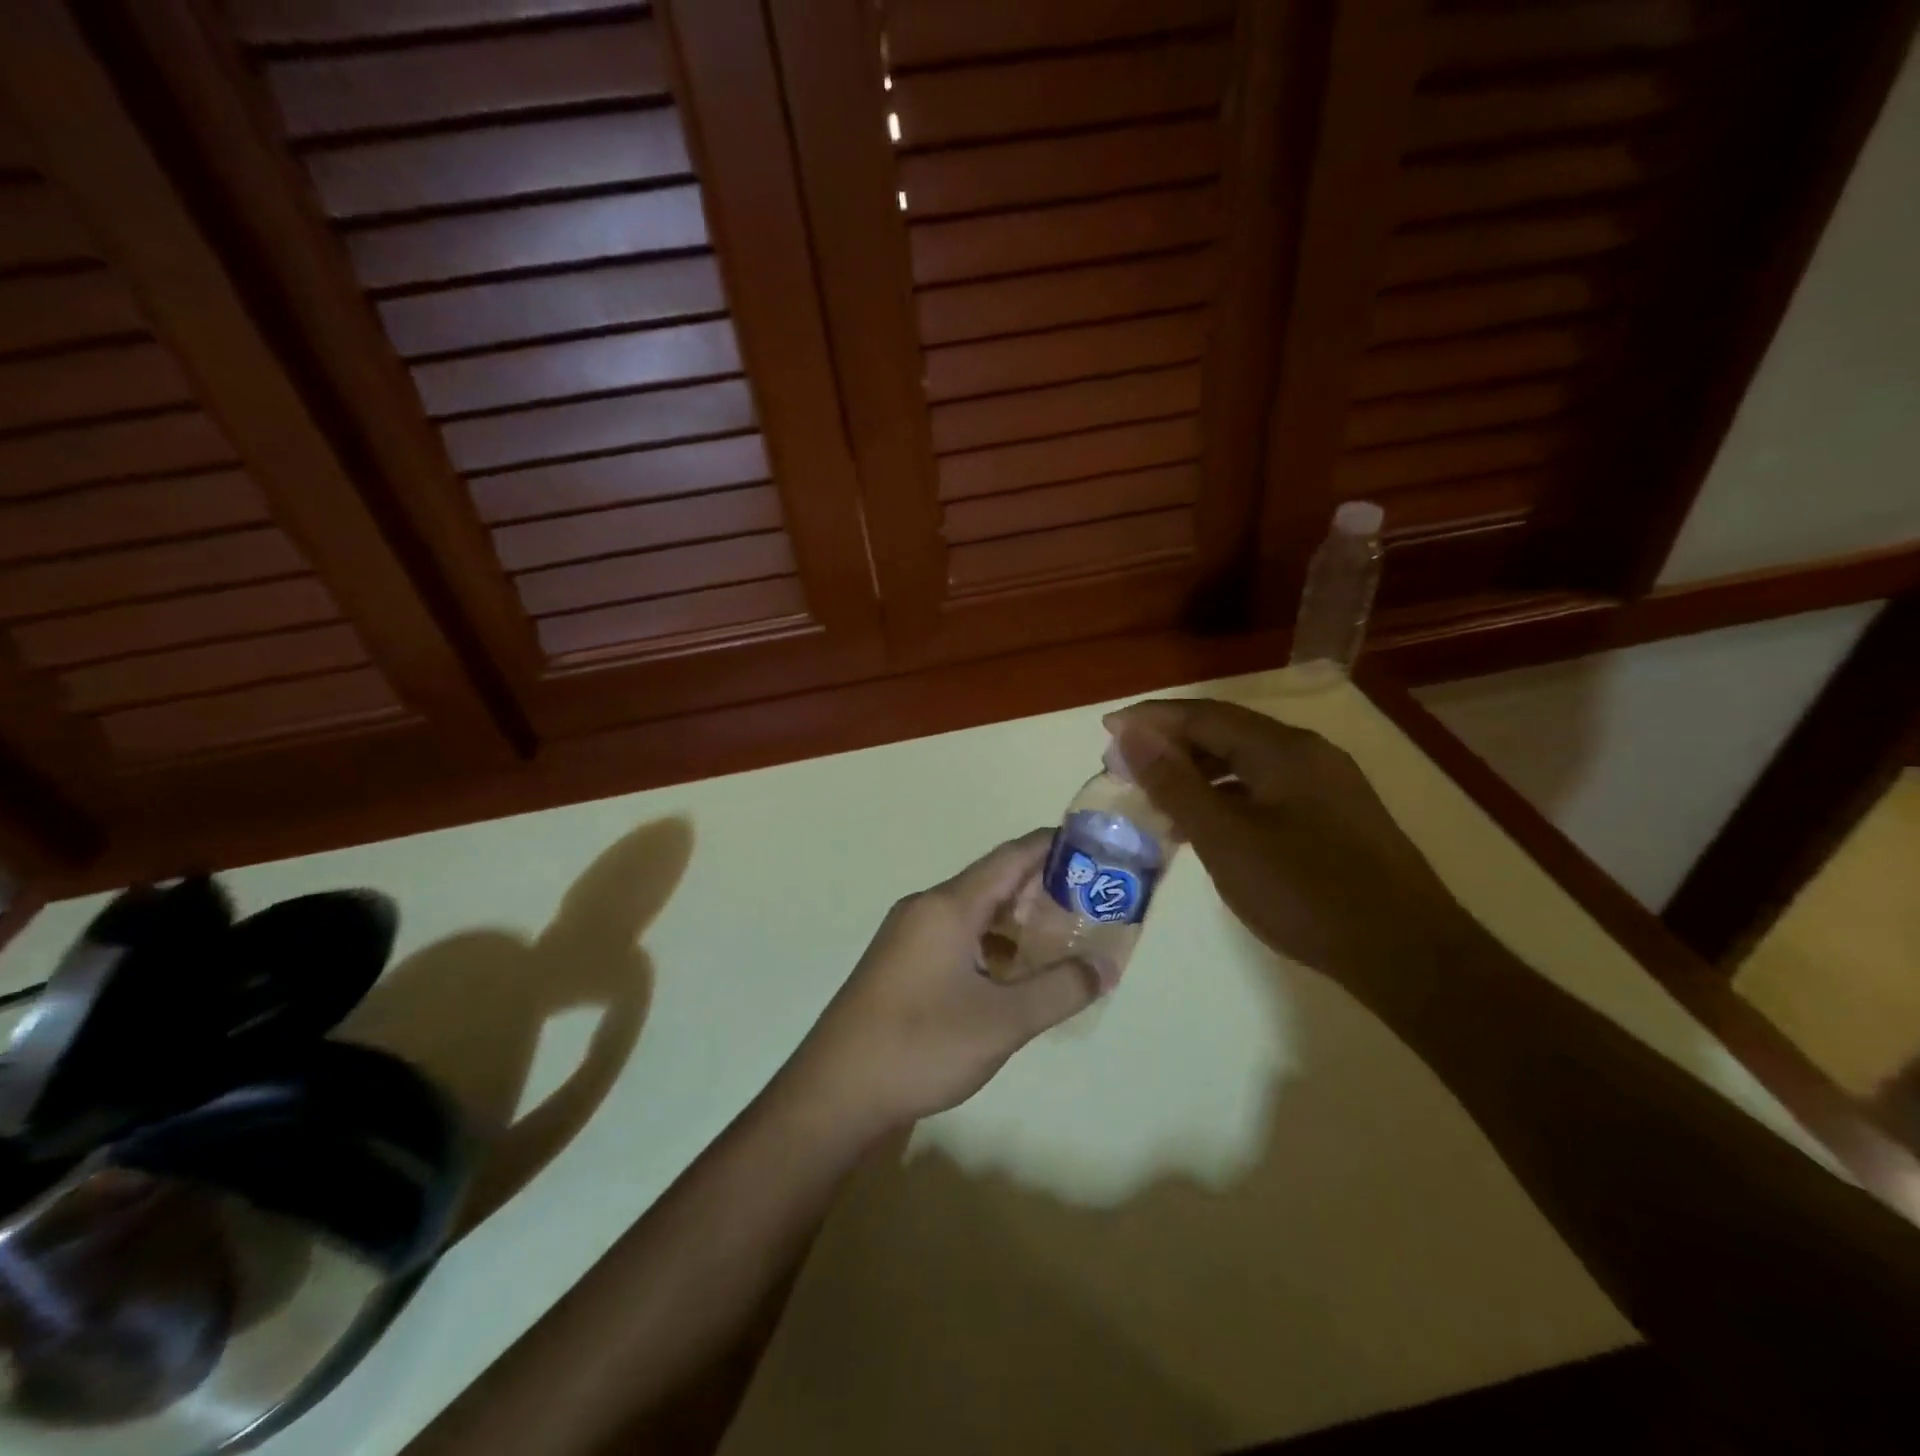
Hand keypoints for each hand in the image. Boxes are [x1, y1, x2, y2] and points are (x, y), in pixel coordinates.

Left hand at [785, 831, 1100, 1134]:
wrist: (835, 1092)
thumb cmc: (921, 1045)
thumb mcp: (1003, 1021)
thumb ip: (1060, 990)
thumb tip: (1106, 966)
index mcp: (948, 906)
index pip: (1011, 857)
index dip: (1053, 847)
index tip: (1095, 850)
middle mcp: (926, 908)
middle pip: (993, 883)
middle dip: (1042, 890)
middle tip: (1091, 904)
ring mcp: (908, 936)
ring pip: (974, 914)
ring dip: (1016, 922)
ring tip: (1061, 941)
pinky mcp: (900, 963)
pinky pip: (956, 937)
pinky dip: (990, 946)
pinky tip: (1013, 976)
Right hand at [1104, 699, 1474, 984]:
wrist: (1407, 954)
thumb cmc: (1305, 892)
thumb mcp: (1225, 838)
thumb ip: (1175, 783)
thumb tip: (1132, 734)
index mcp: (1282, 749)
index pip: (1203, 715)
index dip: (1151, 720)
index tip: (1108, 731)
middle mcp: (1308, 754)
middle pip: (1226, 734)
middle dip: (1171, 746)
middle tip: (1126, 768)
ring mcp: (1327, 786)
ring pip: (1247, 764)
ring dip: (1198, 774)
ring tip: (1157, 799)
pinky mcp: (1335, 817)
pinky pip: (1267, 790)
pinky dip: (1228, 797)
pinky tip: (1208, 826)